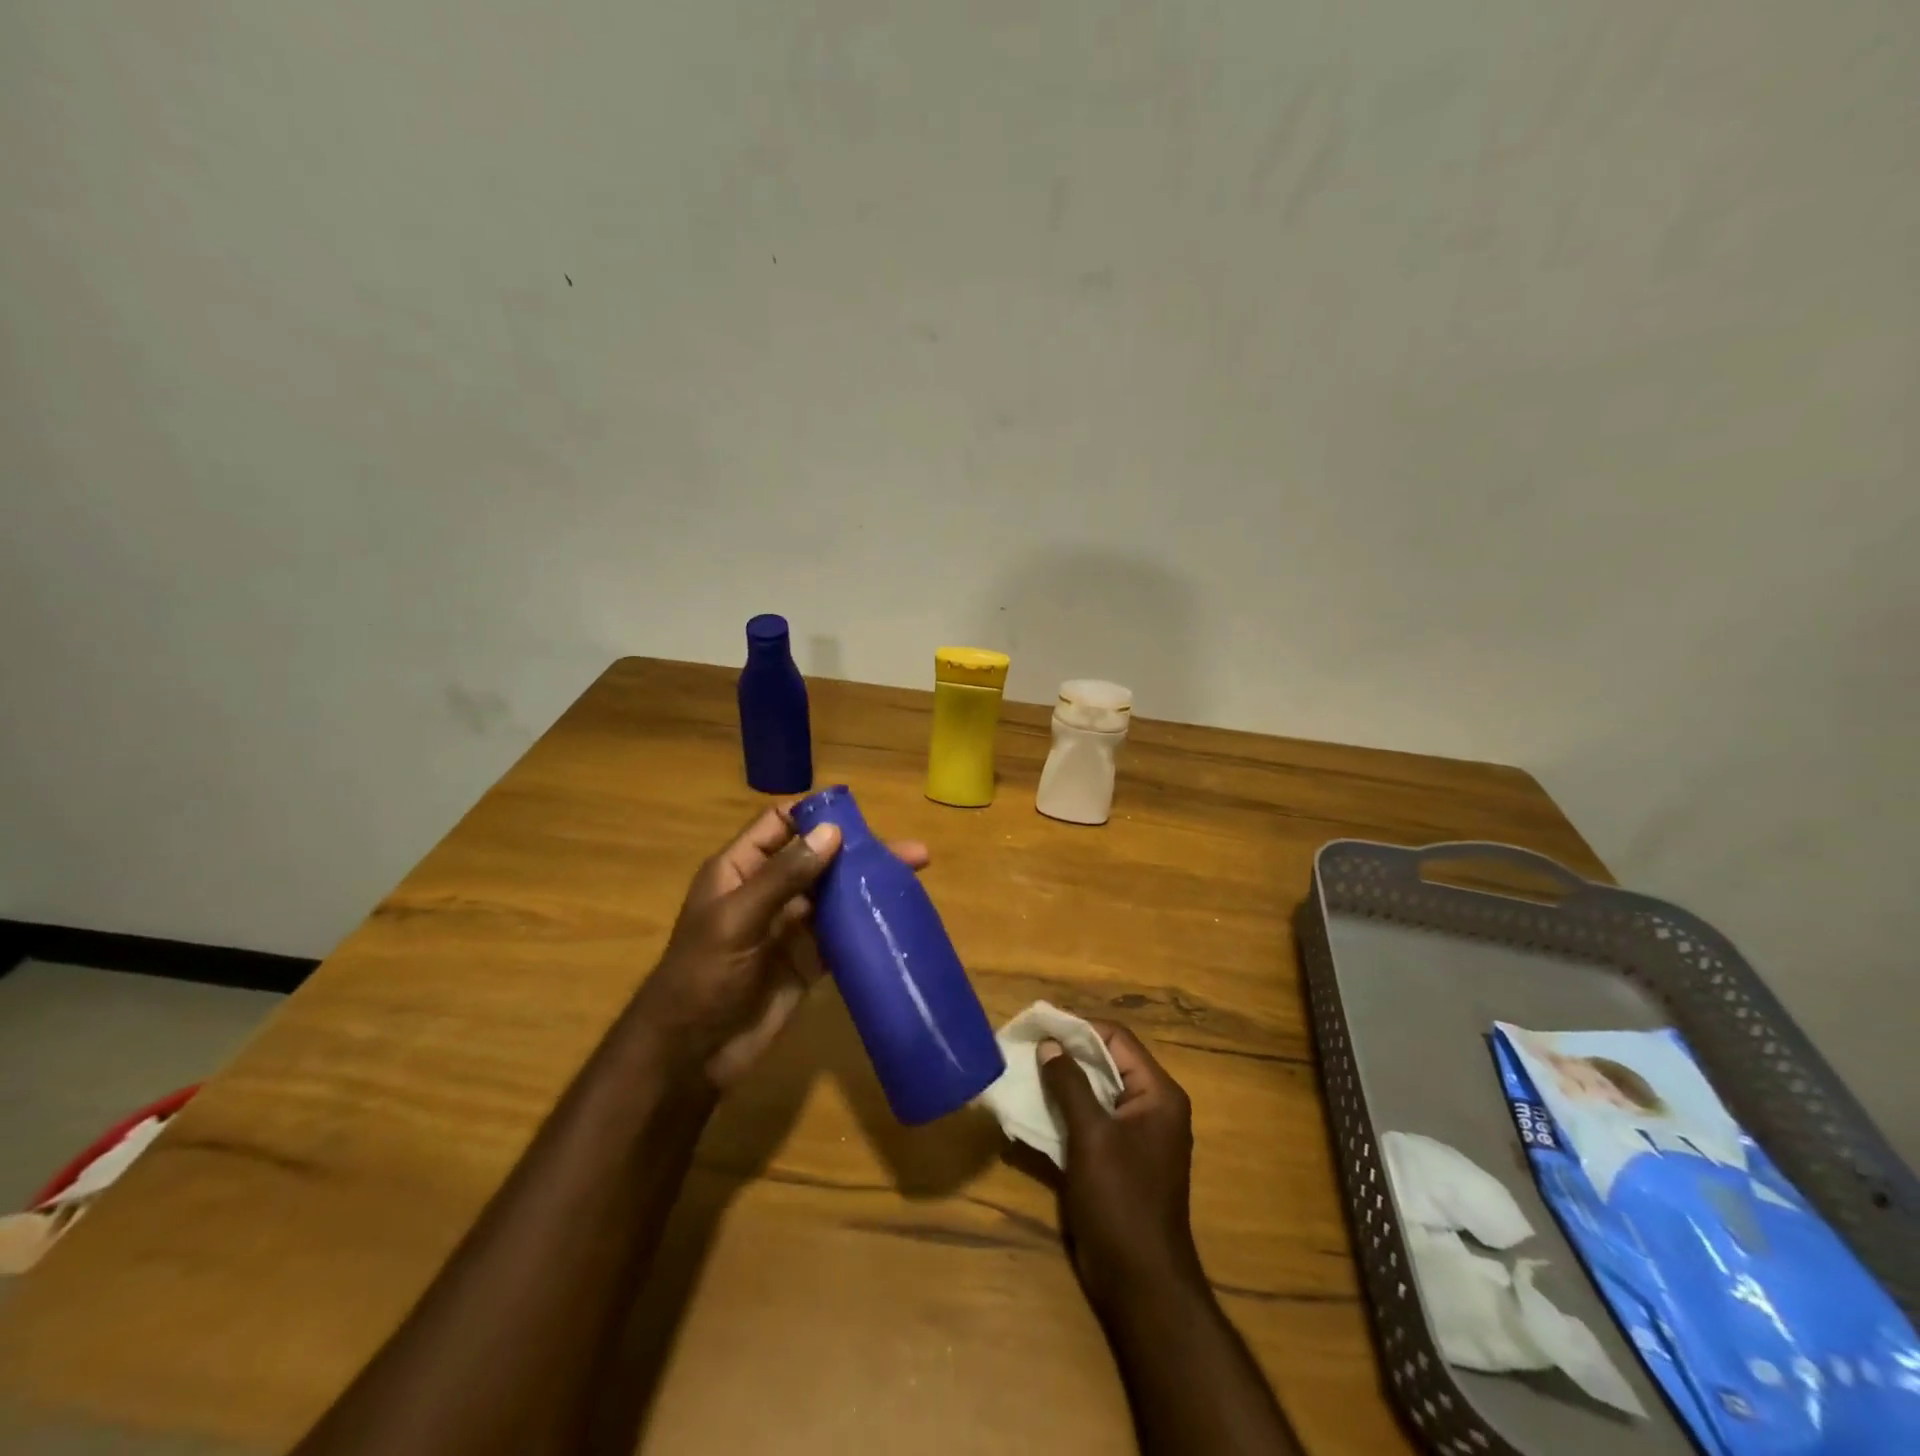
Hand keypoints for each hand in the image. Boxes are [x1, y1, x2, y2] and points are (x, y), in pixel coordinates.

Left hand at [633, 804, 928, 1091]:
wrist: (691, 1055)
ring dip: (870, 884)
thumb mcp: (737, 919)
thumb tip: (832, 831)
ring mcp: (791, 927)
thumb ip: (784, 876)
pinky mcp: (809, 960)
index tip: (861, 815)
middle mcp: (769, 891)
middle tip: (911, 852)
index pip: (780, 825)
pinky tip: (898, 916)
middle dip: (860, 851)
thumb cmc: (702, 976)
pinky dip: (867, 923)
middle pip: (819, 858)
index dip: (816, 815)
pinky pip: (842, 933)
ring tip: (914, 876)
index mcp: (740, 870)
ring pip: (836, 894)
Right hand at [1040, 1022, 1203, 1304]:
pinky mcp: (1119, 1160)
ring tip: (1025, 1073)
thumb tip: (1049, 1044)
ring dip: (1063, 1084)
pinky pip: (1092, 1122)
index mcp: (1158, 1094)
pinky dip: (1066, 1113)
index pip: (1117, 1040)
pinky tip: (1035, 1111)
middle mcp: (1152, 1107)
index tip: (1041, 1025)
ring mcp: (1137, 1136)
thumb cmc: (1121, 1200)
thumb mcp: (1091, 1136)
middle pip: (1107, 1064)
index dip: (1079, 1028)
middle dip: (1067, 1055)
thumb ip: (1070, 1085)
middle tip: (1027, 1047)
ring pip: (1096, 1093)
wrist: (1140, 1283)